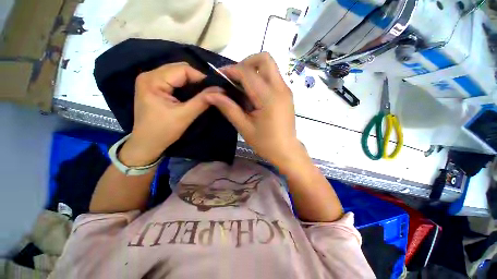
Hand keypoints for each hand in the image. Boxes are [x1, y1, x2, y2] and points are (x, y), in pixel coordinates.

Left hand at [120, 62, 223, 165]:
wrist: (146, 143)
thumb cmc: (163, 131)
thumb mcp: (185, 116)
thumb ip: (202, 101)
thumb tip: (219, 90)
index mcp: (153, 80)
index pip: (183, 69)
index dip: (201, 77)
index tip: (214, 88)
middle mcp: (149, 75)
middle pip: (179, 69)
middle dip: (196, 79)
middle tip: (209, 91)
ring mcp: (150, 80)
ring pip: (177, 73)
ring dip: (191, 82)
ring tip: (203, 92)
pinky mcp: (153, 87)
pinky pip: (173, 80)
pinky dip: (185, 85)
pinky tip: (192, 94)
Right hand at [205, 53, 304, 167]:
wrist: (286, 150)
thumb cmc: (266, 143)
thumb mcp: (244, 127)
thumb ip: (228, 108)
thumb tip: (211, 94)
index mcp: (268, 98)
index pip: (248, 72)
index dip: (231, 70)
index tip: (219, 75)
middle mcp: (280, 88)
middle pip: (265, 59)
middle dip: (246, 63)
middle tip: (235, 78)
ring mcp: (286, 90)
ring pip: (270, 66)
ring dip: (253, 70)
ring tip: (242, 86)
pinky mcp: (286, 94)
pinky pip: (273, 77)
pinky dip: (260, 78)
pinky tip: (253, 94)